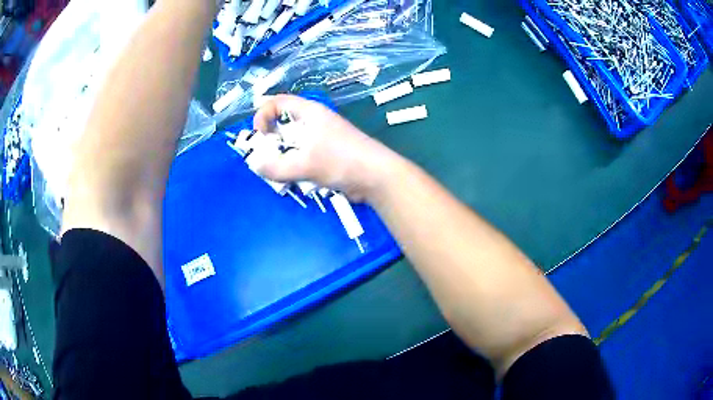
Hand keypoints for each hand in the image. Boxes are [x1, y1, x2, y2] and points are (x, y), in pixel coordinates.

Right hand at [253, 95, 398, 201]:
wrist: (376, 177)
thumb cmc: (341, 161)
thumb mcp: (304, 164)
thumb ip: (276, 167)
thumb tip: (255, 165)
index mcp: (309, 113)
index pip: (278, 102)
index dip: (263, 114)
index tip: (259, 136)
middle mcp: (314, 122)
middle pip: (284, 124)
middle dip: (271, 141)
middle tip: (266, 159)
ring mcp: (322, 139)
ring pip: (293, 143)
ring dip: (282, 157)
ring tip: (280, 173)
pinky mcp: (327, 155)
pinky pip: (303, 157)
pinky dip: (295, 166)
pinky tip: (295, 180)